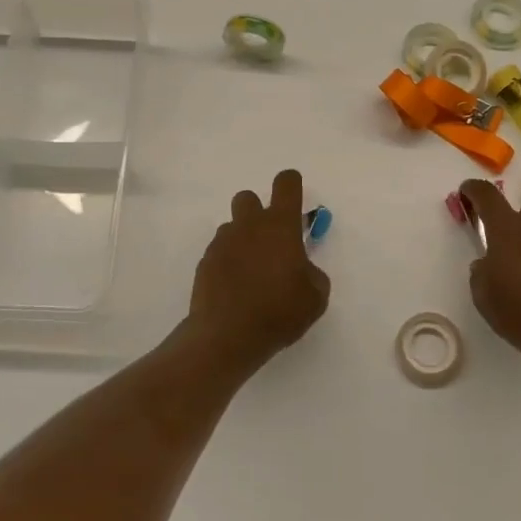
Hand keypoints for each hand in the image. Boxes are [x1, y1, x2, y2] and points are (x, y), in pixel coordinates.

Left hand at [186, 169, 330, 367]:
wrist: (227, 335)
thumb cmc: (279, 312)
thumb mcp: (315, 297)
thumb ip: (312, 274)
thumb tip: (302, 269)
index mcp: (280, 226)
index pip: (286, 184)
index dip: (291, 184)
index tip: (294, 197)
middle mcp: (249, 226)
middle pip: (248, 197)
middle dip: (258, 211)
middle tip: (270, 240)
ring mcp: (223, 242)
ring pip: (232, 226)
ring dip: (242, 238)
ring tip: (251, 270)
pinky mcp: (205, 262)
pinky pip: (219, 251)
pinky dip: (228, 261)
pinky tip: (235, 287)